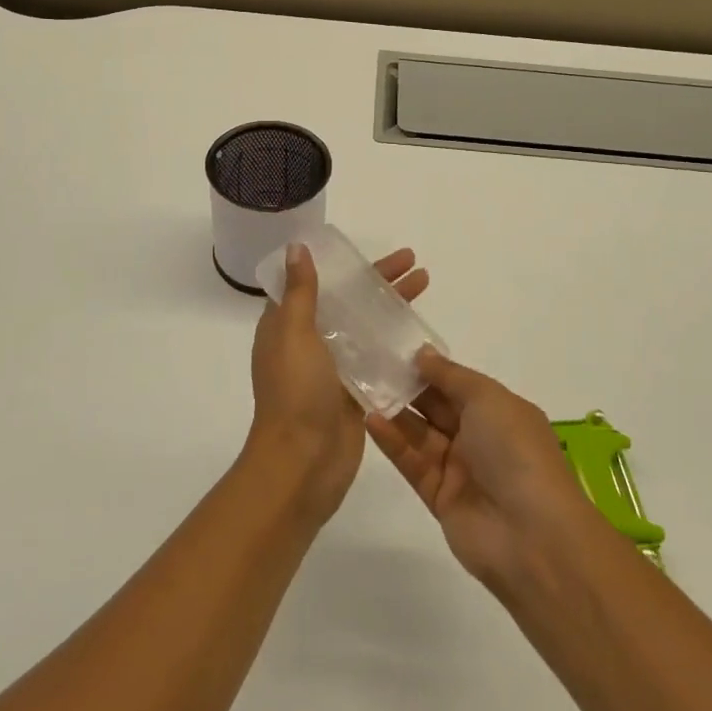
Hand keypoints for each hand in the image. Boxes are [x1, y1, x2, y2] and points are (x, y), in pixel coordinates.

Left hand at [248, 242, 428, 522]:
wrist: (303, 463)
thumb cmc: (295, 392)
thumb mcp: (294, 334)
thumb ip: (300, 292)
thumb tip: (295, 247)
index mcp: (287, 325)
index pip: (317, 283)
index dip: (343, 265)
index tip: (369, 251)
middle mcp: (309, 342)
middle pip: (348, 301)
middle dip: (379, 281)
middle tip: (412, 262)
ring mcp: (333, 368)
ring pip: (366, 326)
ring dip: (391, 306)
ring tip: (424, 284)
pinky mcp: (354, 390)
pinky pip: (377, 357)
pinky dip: (396, 342)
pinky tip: (422, 332)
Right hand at [366, 350, 597, 593]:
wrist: (531, 536)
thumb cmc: (515, 451)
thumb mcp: (488, 399)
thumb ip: (450, 376)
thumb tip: (422, 354)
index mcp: (500, 411)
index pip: (459, 384)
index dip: (430, 368)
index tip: (395, 350)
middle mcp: (480, 437)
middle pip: (437, 407)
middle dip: (407, 387)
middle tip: (370, 365)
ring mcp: (459, 469)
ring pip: (420, 434)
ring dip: (395, 413)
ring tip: (363, 389)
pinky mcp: (439, 498)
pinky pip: (412, 463)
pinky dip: (393, 442)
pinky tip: (371, 420)